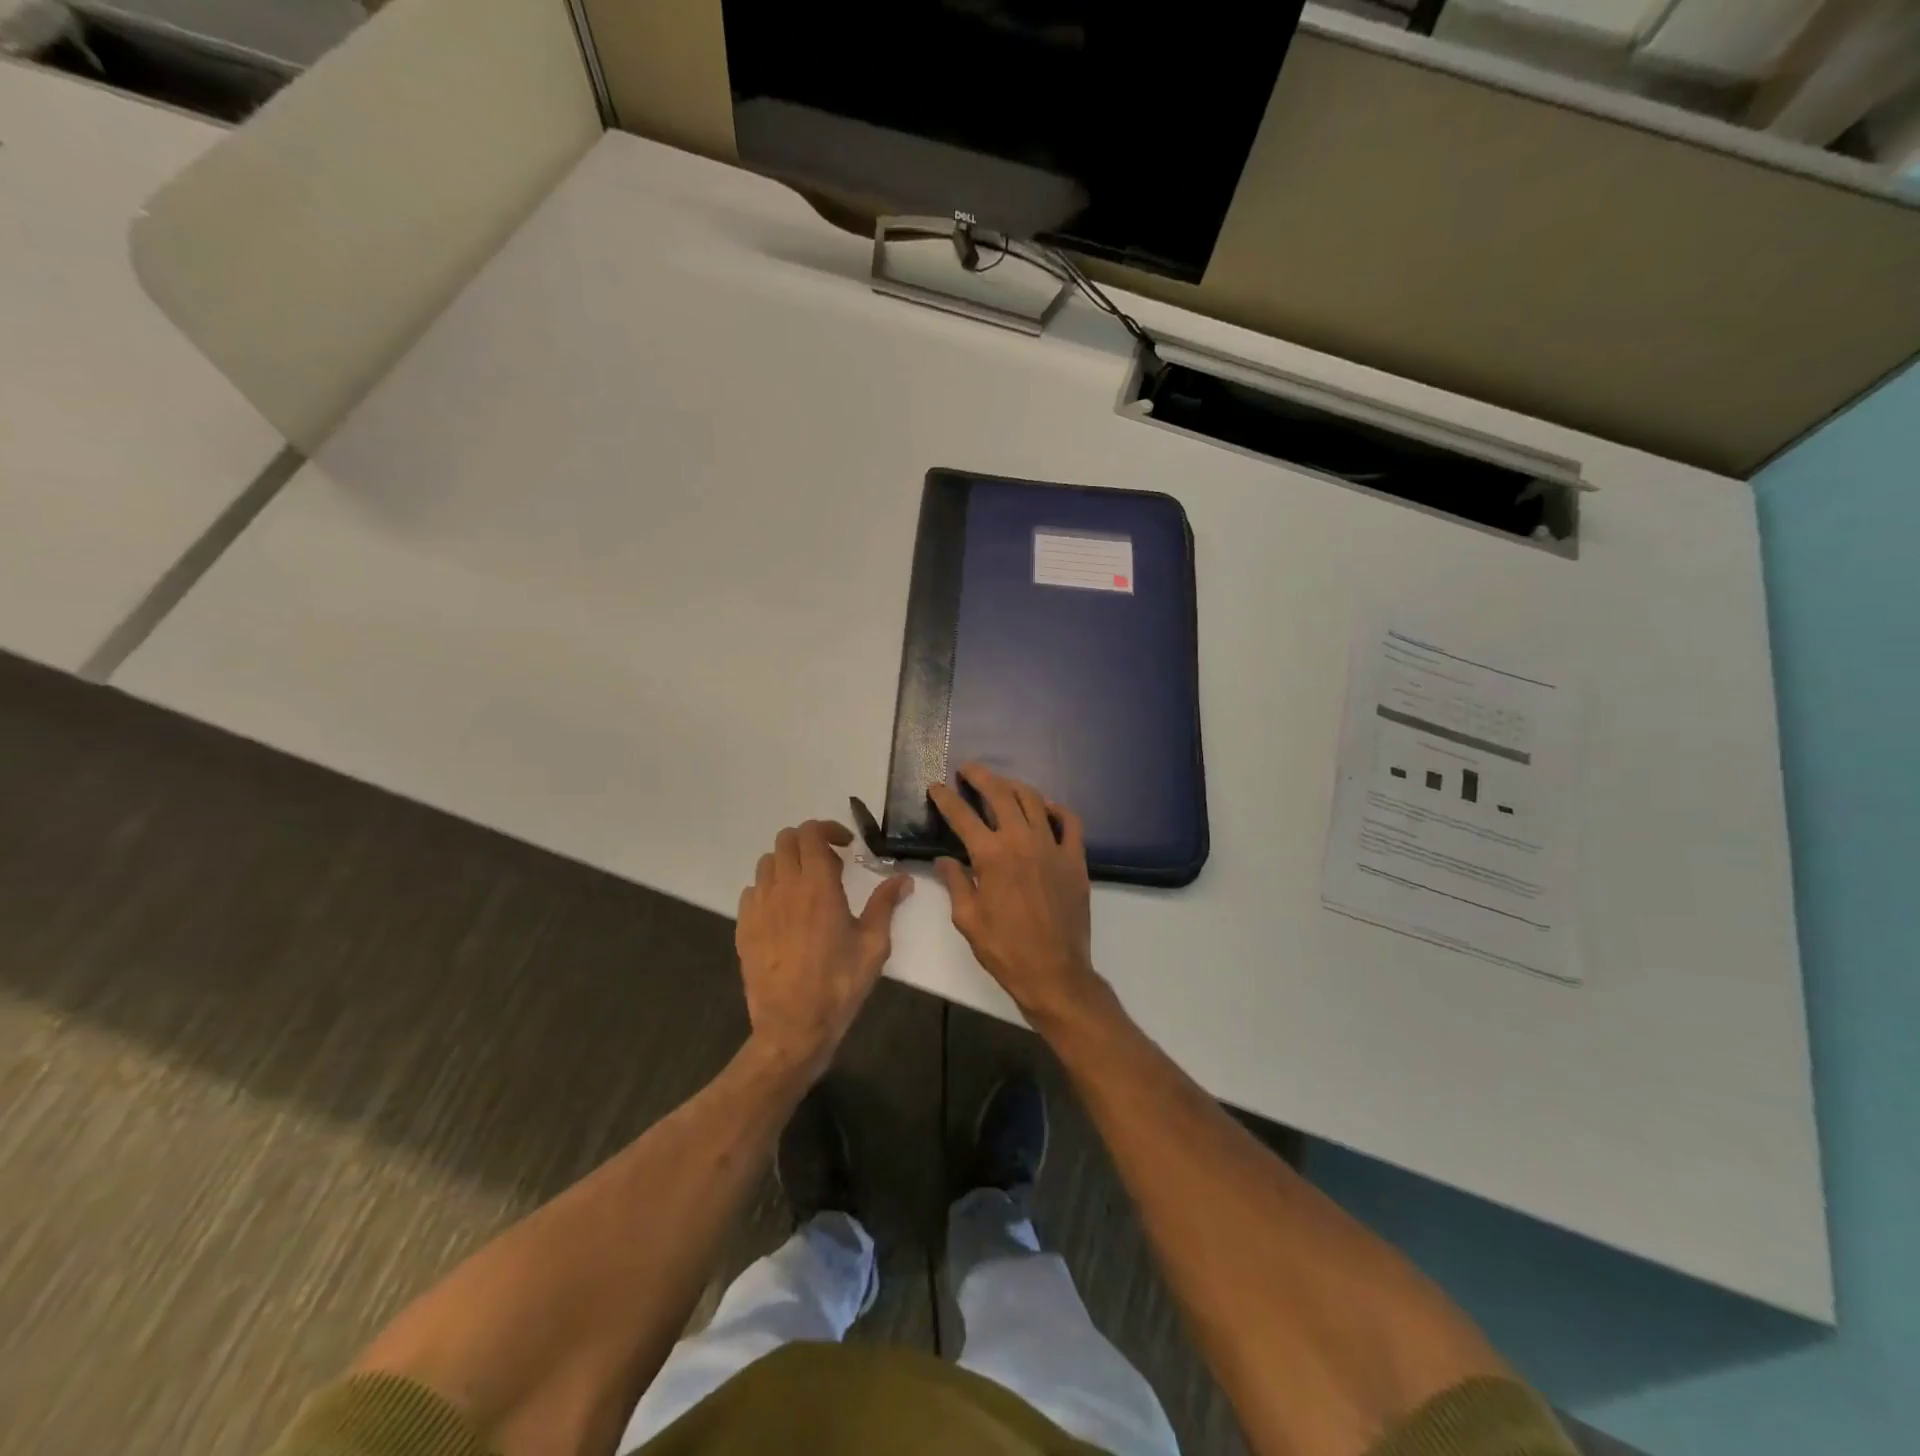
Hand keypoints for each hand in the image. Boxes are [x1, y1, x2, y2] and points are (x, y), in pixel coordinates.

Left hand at [736, 820, 912, 1077]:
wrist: (793, 1027)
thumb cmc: (839, 984)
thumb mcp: (873, 945)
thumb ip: (885, 905)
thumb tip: (903, 879)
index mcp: (817, 886)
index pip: (811, 833)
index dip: (828, 829)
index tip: (846, 846)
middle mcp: (784, 887)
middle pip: (786, 840)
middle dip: (809, 842)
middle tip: (830, 865)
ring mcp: (759, 907)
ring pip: (767, 863)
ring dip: (788, 864)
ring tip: (807, 887)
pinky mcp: (744, 927)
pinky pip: (752, 891)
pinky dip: (769, 888)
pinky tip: (785, 912)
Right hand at [931, 764, 1105, 1020]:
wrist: (1054, 972)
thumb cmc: (1004, 949)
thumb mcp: (967, 918)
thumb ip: (955, 882)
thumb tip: (945, 860)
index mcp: (990, 856)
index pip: (962, 815)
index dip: (946, 798)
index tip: (936, 786)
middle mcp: (1021, 841)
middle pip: (1000, 794)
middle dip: (980, 777)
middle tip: (968, 769)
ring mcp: (1052, 847)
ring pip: (1033, 800)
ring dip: (1014, 786)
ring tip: (1002, 784)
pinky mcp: (1075, 859)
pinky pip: (1070, 822)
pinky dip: (1057, 809)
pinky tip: (1046, 807)